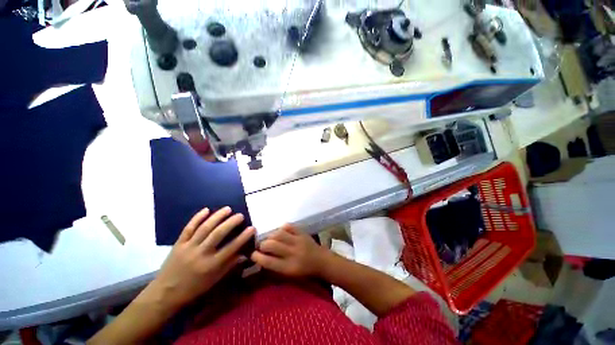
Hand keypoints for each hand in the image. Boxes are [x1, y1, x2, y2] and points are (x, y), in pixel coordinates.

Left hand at [150, 207, 254, 310]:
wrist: (165, 292)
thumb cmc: (193, 288)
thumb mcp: (213, 280)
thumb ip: (229, 265)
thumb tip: (243, 254)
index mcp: (210, 265)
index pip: (230, 248)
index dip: (243, 237)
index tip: (252, 228)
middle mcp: (200, 254)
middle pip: (218, 234)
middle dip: (231, 223)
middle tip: (240, 215)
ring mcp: (188, 247)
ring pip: (204, 228)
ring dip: (217, 216)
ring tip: (227, 209)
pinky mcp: (178, 243)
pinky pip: (188, 228)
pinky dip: (197, 218)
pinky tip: (206, 209)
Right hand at [251, 224, 329, 277]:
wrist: (322, 261)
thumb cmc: (305, 272)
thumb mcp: (290, 276)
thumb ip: (275, 268)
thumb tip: (260, 259)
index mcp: (289, 267)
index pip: (268, 261)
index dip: (257, 257)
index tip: (252, 254)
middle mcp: (292, 253)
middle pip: (271, 245)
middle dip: (262, 244)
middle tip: (261, 246)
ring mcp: (298, 241)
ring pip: (278, 233)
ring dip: (271, 235)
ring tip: (270, 238)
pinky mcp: (302, 233)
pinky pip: (289, 226)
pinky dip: (282, 228)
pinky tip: (281, 232)